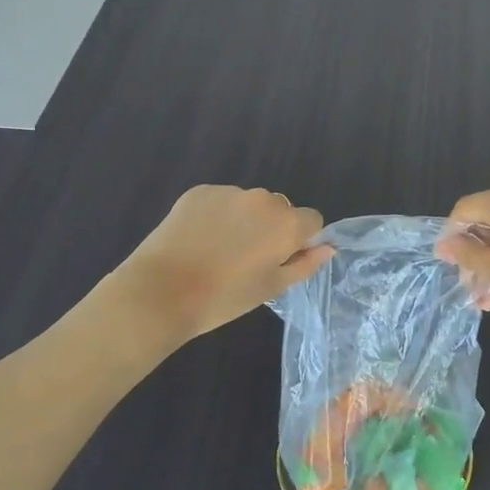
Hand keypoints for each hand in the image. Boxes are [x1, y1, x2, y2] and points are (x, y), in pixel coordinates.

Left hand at [114, 186, 331, 343]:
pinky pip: (220, 200)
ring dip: (244, 220)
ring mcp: (229, 192)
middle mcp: (263, 199)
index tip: (280, 260)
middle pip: (280, 209)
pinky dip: (216, 215)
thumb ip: (305, 264)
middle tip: (247, 260)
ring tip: (219, 251)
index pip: (313, 220)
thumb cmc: (224, 298)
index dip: (301, 240)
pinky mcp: (199, 192)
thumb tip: (328, 247)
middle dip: (272, 228)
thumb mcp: (272, 288)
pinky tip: (199, 240)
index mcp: (286, 223)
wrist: (161, 292)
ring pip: (249, 204)